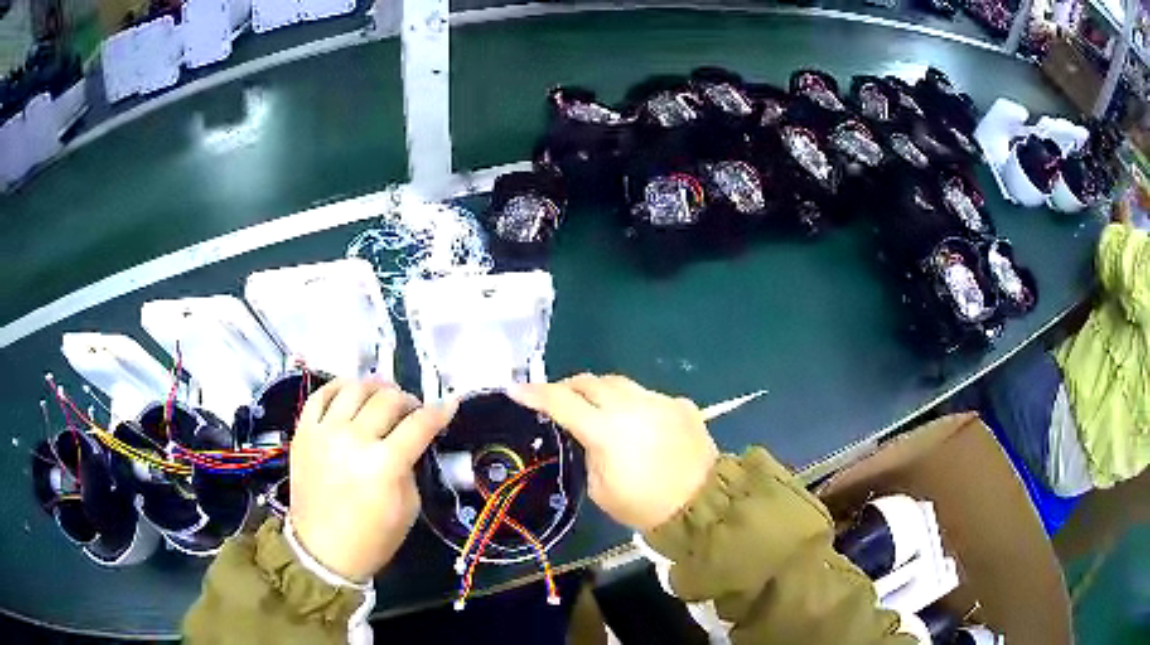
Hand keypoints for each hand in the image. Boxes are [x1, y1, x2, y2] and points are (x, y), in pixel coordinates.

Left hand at [289, 379, 456, 581]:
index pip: (419, 424)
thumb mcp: (408, 508)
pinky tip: (350, 393)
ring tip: (382, 397)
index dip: (440, 411)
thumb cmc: (372, 538)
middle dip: (408, 400)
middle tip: (412, 411)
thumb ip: (411, 467)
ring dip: (375, 387)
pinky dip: (339, 387)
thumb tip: (411, 441)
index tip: (449, 405)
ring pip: (355, 387)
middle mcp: (353, 439)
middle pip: (388, 399)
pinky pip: (320, 394)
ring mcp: (324, 432)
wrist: (322, 551)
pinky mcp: (303, 432)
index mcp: (384, 464)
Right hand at [510, 374, 717, 530]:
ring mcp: (660, 401)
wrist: (702, 504)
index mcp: (606, 430)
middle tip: (560, 401)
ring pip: (621, 383)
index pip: (562, 402)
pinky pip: (648, 397)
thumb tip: (591, 435)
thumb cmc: (644, 505)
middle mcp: (632, 405)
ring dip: (602, 392)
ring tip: (598, 409)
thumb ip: (590, 452)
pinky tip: (639, 426)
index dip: (535, 394)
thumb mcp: (601, 487)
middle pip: (590, 382)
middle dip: (569, 387)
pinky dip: (635, 406)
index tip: (515, 388)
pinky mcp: (681, 405)